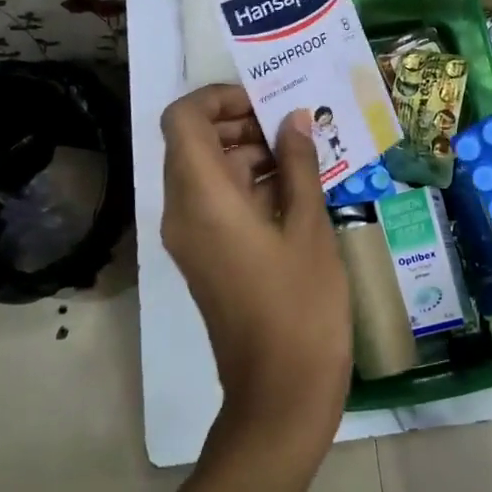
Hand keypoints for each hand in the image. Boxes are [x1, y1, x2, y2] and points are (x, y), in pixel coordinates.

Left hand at [160, 84, 350, 445]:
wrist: (280, 393)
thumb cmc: (301, 306)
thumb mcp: (309, 227)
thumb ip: (298, 165)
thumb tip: (294, 119)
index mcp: (202, 198)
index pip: (183, 119)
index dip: (218, 98)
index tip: (264, 101)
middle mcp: (182, 212)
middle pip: (193, 142)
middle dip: (239, 123)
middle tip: (293, 125)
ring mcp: (190, 238)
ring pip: (205, 172)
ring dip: (246, 153)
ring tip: (303, 154)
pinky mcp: (204, 256)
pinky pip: (214, 202)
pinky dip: (246, 184)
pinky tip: (295, 187)